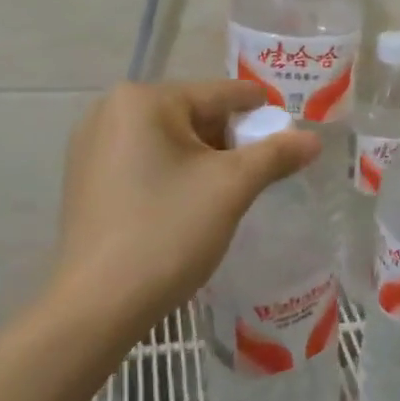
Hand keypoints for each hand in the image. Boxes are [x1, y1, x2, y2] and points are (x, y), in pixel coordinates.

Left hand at [52, 80, 320, 330]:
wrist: (98, 306)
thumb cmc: (168, 231)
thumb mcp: (231, 188)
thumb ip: (276, 155)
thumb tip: (313, 139)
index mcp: (143, 99)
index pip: (219, 94)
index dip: (260, 112)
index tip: (290, 130)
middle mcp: (110, 111)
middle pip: (193, 115)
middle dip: (230, 141)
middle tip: (261, 170)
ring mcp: (91, 146)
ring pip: (169, 140)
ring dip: (204, 159)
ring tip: (230, 191)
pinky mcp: (86, 179)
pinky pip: (144, 161)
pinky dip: (174, 174)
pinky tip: (189, 204)